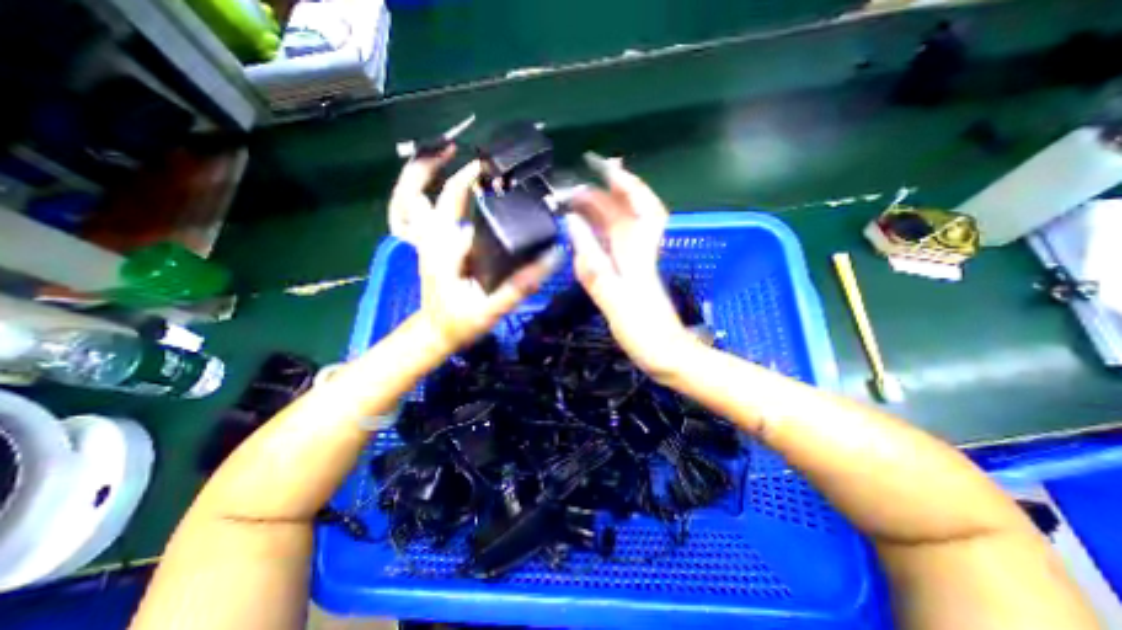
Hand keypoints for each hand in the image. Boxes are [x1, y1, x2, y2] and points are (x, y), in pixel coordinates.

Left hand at [390, 149, 557, 351]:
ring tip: (448, 153)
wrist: (436, 332)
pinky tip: (437, 182)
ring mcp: (423, 239)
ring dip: (422, 171)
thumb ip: (521, 285)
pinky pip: (411, 209)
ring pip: (408, 196)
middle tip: (478, 155)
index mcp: (444, 248)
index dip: (479, 181)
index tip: (504, 171)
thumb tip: (552, 256)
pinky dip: (418, 190)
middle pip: (420, 189)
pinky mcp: (427, 243)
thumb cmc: (461, 322)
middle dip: (444, 166)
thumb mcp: (493, 309)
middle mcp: (430, 238)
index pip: (459, 204)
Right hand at [571, 152, 694, 377]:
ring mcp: (636, 263)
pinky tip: (587, 234)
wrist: (667, 356)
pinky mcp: (631, 275)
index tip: (602, 165)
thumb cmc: (644, 332)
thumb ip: (593, 265)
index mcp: (637, 252)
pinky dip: (601, 233)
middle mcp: (639, 251)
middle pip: (625, 213)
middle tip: (571, 192)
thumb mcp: (616, 300)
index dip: (624, 182)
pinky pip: (615, 244)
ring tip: (574, 206)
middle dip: (602, 196)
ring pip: (620, 228)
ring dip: (600, 212)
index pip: (639, 206)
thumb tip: (574, 226)